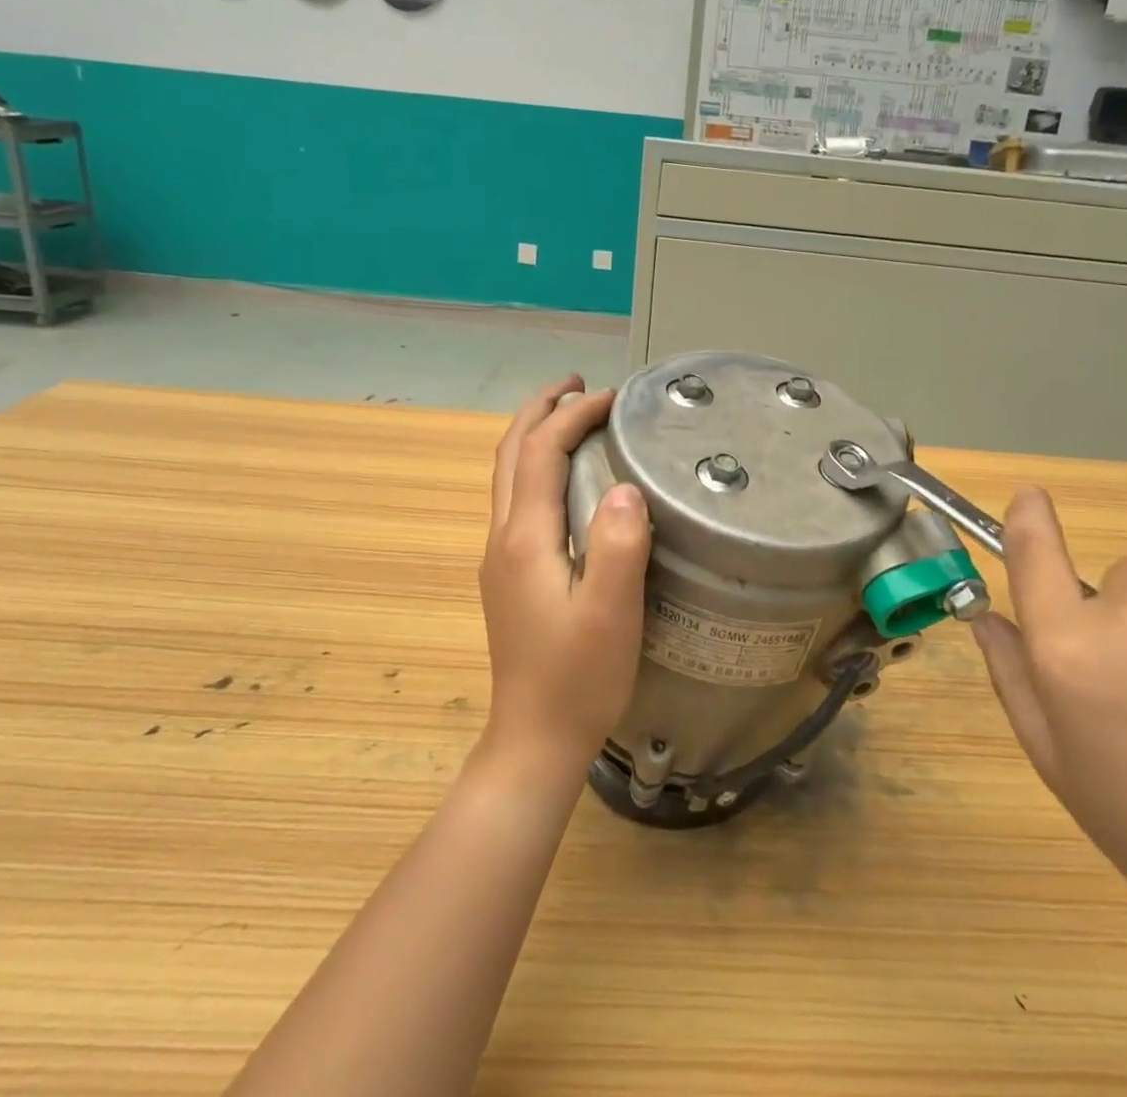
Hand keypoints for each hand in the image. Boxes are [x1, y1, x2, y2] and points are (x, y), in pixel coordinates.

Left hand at [479, 376, 651, 776]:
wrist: (534, 741)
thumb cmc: (578, 678)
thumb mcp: (611, 613)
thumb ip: (618, 545)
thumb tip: (625, 485)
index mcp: (524, 538)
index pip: (541, 452)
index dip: (575, 415)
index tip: (616, 397)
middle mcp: (503, 538)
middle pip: (511, 453)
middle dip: (541, 410)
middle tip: (579, 385)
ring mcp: (501, 558)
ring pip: (508, 476)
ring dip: (534, 435)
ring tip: (570, 416)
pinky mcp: (510, 576)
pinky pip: (517, 500)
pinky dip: (537, 467)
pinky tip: (565, 480)